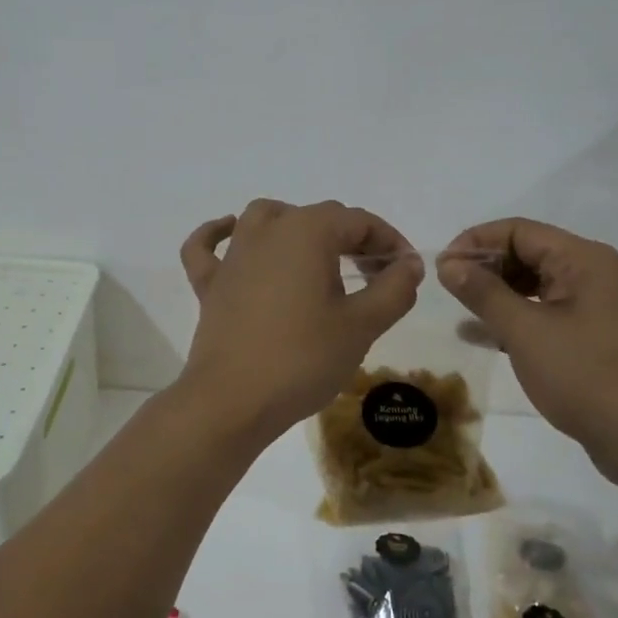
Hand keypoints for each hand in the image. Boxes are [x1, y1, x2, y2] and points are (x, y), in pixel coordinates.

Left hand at [178, 199, 421, 439]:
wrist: (233, 400)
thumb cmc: (303, 359)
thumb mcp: (361, 325)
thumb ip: (393, 289)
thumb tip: (409, 263)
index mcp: (307, 231)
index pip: (358, 221)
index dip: (389, 241)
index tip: (406, 272)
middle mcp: (267, 230)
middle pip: (318, 217)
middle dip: (352, 239)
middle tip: (375, 275)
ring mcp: (233, 255)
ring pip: (265, 218)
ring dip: (295, 226)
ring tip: (317, 254)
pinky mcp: (210, 283)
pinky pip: (208, 247)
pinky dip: (218, 234)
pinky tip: (231, 235)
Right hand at [438, 219, 617, 488]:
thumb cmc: (587, 376)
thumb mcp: (525, 331)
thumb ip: (483, 293)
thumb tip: (449, 264)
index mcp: (584, 260)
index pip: (518, 231)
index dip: (475, 242)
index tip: (442, 267)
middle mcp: (595, 275)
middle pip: (529, 254)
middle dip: (486, 267)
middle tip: (448, 290)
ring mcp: (599, 309)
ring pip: (537, 287)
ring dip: (498, 294)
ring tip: (461, 311)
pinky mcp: (597, 340)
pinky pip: (548, 315)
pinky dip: (517, 319)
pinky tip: (485, 336)